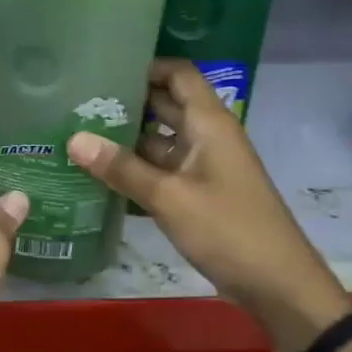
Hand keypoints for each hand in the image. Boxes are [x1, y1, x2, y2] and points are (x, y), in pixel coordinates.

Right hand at [66, 59, 351, 350]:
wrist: (277, 285)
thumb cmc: (228, 229)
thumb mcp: (169, 197)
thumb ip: (122, 168)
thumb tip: (74, 139)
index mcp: (209, 123)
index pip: (178, 73)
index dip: (146, 65)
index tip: (103, 66)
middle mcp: (206, 136)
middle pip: (165, 104)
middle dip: (126, 102)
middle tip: (76, 101)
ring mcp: (203, 166)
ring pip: (160, 141)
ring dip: (126, 139)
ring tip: (77, 134)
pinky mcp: (198, 194)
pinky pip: (162, 171)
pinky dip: (135, 170)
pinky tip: (98, 176)